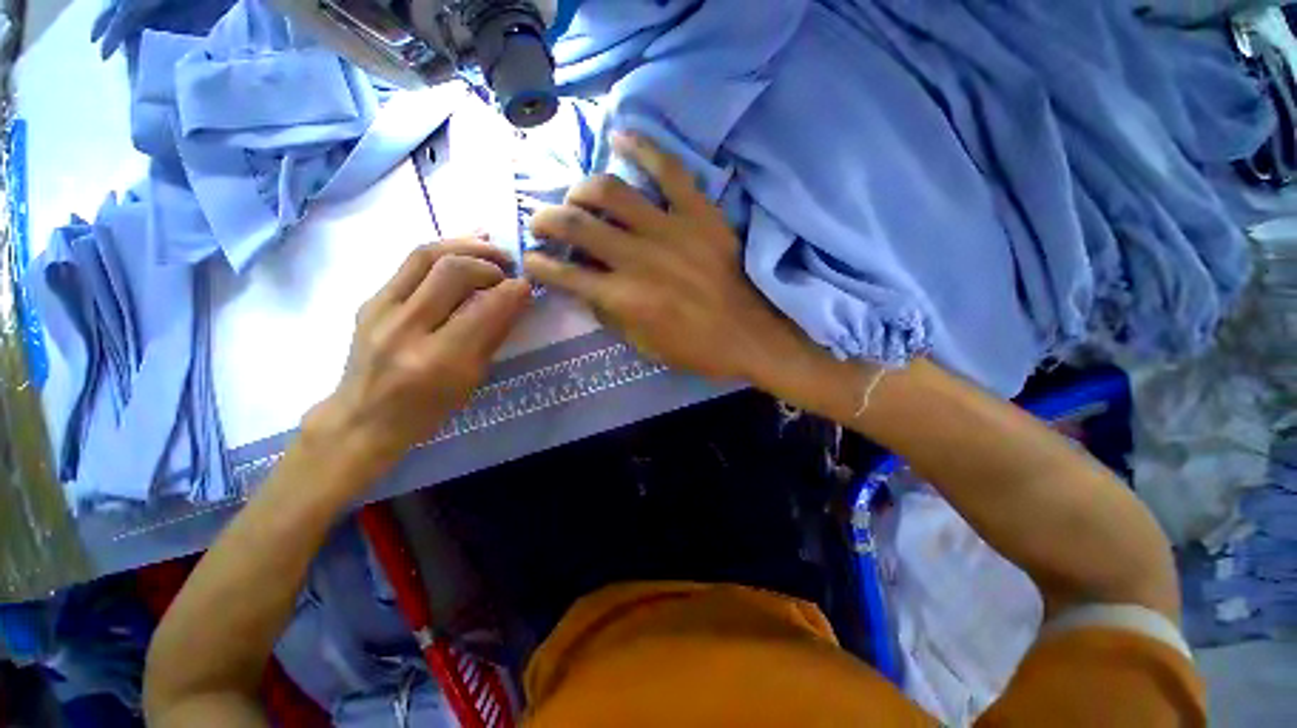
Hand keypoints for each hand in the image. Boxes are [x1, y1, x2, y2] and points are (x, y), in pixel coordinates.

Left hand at [306, 238, 531, 478]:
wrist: (363, 418)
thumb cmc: (427, 409)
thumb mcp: (471, 380)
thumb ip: (494, 335)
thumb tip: (516, 299)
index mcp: (438, 359)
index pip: (485, 309)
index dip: (513, 291)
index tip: (527, 285)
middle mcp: (405, 328)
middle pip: (453, 270)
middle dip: (490, 262)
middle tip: (510, 267)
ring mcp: (380, 310)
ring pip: (426, 254)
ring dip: (466, 245)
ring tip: (491, 247)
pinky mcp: (370, 299)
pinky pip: (410, 263)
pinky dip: (443, 250)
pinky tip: (463, 249)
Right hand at [524, 133, 800, 381]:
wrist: (751, 336)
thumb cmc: (697, 349)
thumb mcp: (645, 346)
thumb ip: (611, 315)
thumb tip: (588, 287)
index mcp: (624, 298)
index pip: (565, 275)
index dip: (539, 266)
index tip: (531, 259)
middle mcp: (638, 259)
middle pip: (576, 225)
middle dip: (546, 220)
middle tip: (542, 221)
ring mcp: (670, 230)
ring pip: (611, 191)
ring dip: (581, 189)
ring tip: (576, 195)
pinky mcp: (700, 214)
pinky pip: (669, 170)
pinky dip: (643, 147)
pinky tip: (621, 136)